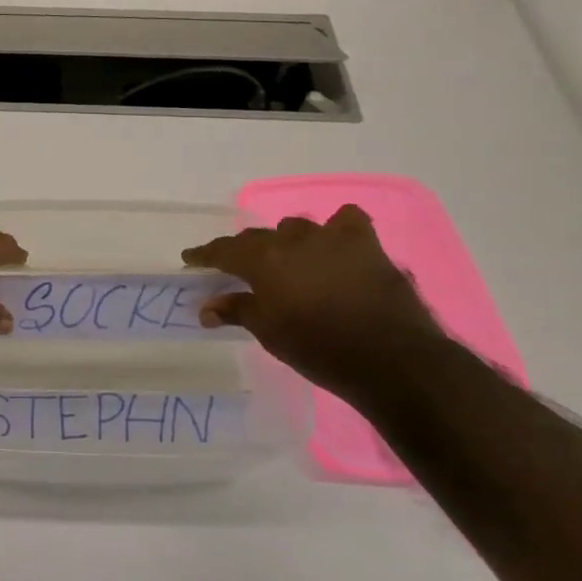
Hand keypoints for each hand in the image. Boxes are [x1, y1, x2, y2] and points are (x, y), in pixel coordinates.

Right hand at [183, 205, 446, 401]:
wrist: (390, 359)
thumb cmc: (318, 349)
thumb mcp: (269, 333)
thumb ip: (237, 311)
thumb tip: (207, 307)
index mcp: (262, 260)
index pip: (223, 250)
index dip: (205, 255)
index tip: (191, 258)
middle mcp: (291, 240)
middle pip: (258, 238)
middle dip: (244, 251)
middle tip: (238, 270)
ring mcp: (330, 238)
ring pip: (297, 228)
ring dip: (287, 242)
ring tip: (288, 261)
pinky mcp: (365, 245)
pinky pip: (346, 222)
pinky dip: (337, 229)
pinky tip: (335, 243)